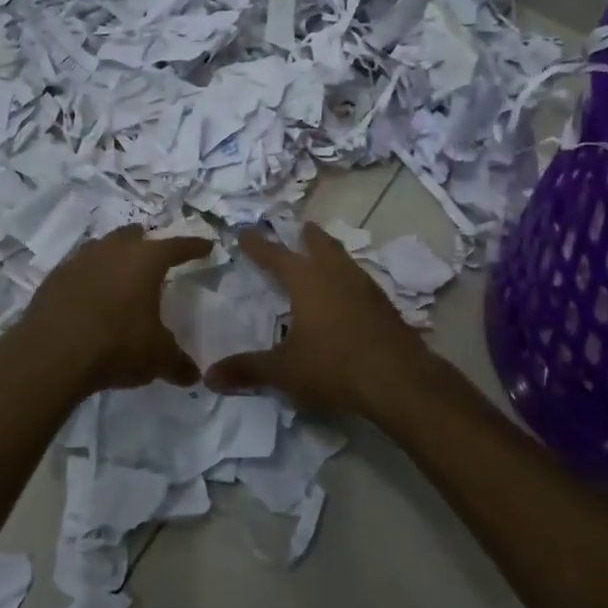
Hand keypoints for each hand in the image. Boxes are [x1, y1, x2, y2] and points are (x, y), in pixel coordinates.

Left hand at [14, 225, 212, 394]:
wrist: (51, 355)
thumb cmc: (116, 346)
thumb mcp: (156, 358)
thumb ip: (177, 363)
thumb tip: (193, 375)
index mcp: (145, 260)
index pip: (177, 246)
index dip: (194, 246)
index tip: (206, 246)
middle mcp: (113, 250)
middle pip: (134, 235)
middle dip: (146, 243)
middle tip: (155, 257)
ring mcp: (79, 260)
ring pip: (102, 247)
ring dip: (114, 256)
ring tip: (120, 275)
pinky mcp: (54, 278)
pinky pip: (78, 269)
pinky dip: (89, 277)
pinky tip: (90, 296)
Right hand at [206, 223, 454, 418]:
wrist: (398, 379)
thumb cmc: (334, 366)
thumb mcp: (284, 371)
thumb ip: (248, 370)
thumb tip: (210, 376)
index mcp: (306, 280)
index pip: (274, 255)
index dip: (257, 244)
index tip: (245, 232)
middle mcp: (335, 274)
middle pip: (319, 244)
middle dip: (306, 236)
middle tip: (300, 228)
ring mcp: (364, 286)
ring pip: (343, 258)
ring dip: (330, 252)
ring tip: (324, 253)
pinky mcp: (384, 304)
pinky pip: (359, 279)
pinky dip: (348, 277)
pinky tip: (348, 293)